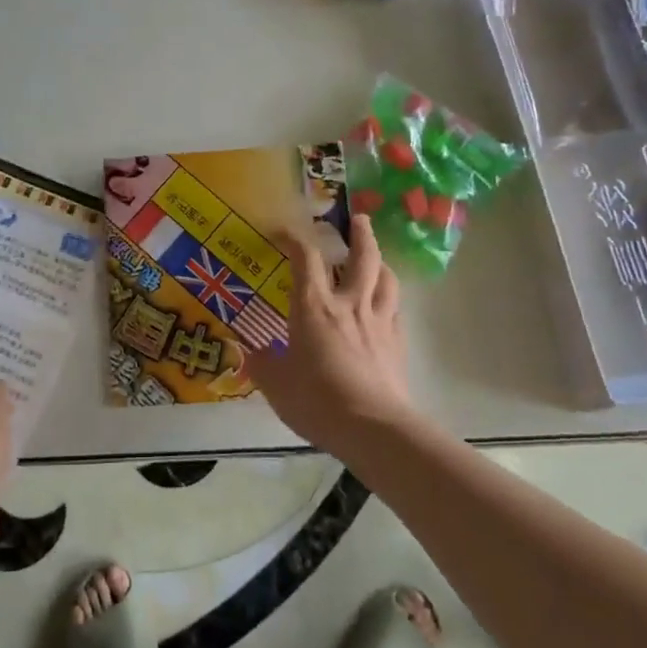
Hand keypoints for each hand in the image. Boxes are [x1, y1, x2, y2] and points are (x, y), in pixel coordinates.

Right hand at [248, 214, 410, 456]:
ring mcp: (378, 322)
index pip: (305, 258)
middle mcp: (349, 304)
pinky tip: (386, 307)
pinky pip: (396, 310)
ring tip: (376, 260)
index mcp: (313, 306)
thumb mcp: (276, 385)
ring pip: (387, 279)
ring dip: (381, 263)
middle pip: (362, 257)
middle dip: (361, 234)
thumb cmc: (317, 400)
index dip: (295, 238)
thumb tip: (249, 353)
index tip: (284, 230)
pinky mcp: (397, 344)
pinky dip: (390, 300)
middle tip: (359, 219)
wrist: (373, 428)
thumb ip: (262, 365)